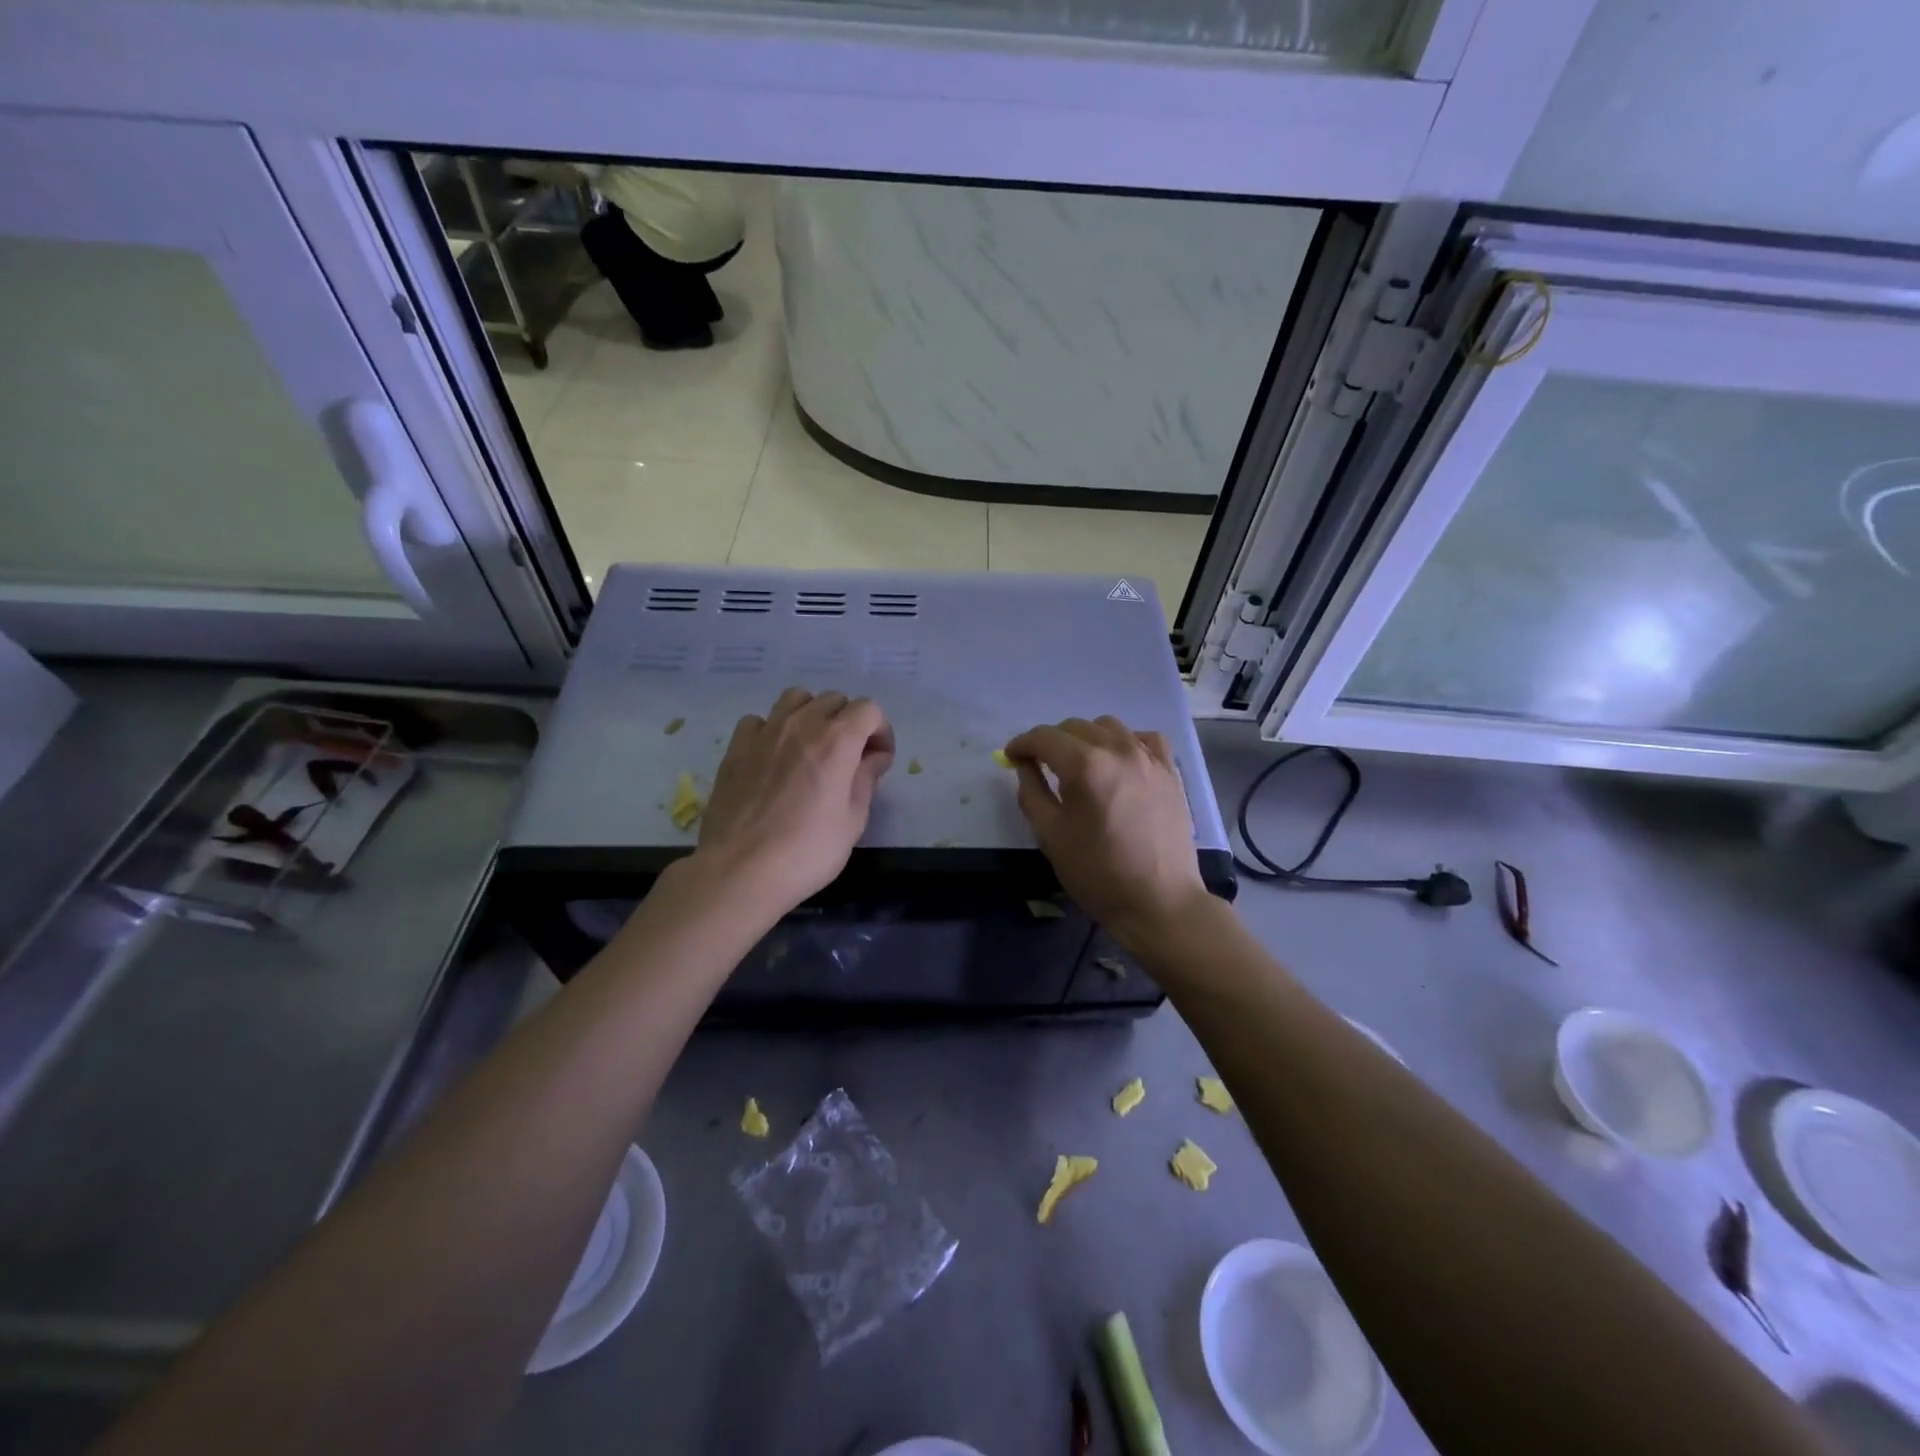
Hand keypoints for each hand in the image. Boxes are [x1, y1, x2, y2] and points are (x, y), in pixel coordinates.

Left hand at [693, 687, 894, 918]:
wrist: (739, 871)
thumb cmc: (807, 852)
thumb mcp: (853, 821)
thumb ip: (866, 780)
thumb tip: (872, 757)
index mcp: (837, 741)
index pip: (869, 709)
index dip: (880, 731)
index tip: (878, 761)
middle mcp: (802, 725)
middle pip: (834, 699)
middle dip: (849, 722)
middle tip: (849, 758)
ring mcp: (765, 732)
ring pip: (796, 698)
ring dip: (812, 715)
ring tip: (812, 747)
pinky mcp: (736, 747)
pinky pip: (759, 720)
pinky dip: (772, 729)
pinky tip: (774, 756)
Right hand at [1003, 716, 1211, 953]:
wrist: (1158, 901)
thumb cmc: (1097, 872)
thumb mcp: (1050, 835)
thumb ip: (1031, 792)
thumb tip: (1025, 765)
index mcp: (1085, 766)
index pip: (1044, 737)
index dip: (1022, 744)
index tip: (1011, 756)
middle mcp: (1118, 750)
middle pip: (1074, 727)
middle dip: (1051, 742)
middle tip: (1041, 765)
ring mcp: (1148, 757)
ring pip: (1108, 726)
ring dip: (1086, 738)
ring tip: (1080, 764)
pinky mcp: (1169, 770)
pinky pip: (1143, 738)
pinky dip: (1125, 742)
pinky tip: (1119, 763)